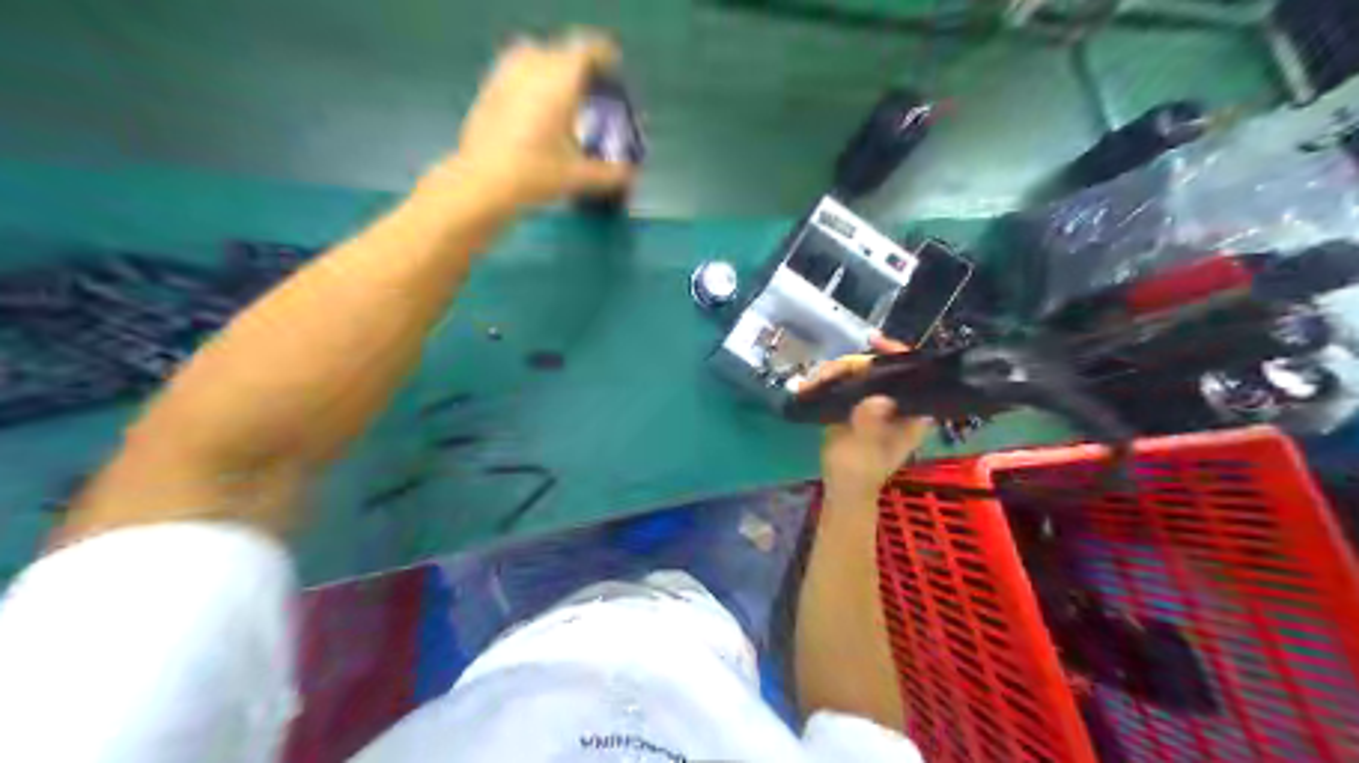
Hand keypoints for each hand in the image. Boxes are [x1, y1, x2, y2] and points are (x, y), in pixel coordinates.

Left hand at [448, 28, 637, 209]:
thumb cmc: (537, 174)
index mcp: (561, 80)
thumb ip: (609, 174)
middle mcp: (534, 67)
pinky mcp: (486, 90)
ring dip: (549, 69)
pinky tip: (531, 109)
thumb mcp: (579, 176)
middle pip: (561, 52)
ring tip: (559, 95)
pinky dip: (527, 82)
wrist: (483, 181)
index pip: (588, 51)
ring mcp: (505, 75)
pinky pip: (512, 72)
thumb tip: (629, 174)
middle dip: (577, 67)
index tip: (613, 73)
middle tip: (589, 91)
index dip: (604, 58)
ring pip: (532, 56)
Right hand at [805, 336, 935, 502]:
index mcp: (911, 412)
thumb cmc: (860, 474)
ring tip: (810, 385)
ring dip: (831, 373)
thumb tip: (878, 400)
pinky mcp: (854, 404)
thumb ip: (872, 426)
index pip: (912, 373)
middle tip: (824, 376)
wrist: (841, 488)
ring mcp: (873, 401)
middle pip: (877, 367)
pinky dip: (824, 381)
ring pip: (856, 372)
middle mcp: (895, 401)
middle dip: (850, 365)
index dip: (896, 352)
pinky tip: (807, 387)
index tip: (874, 342)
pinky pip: (842, 382)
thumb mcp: (867, 452)